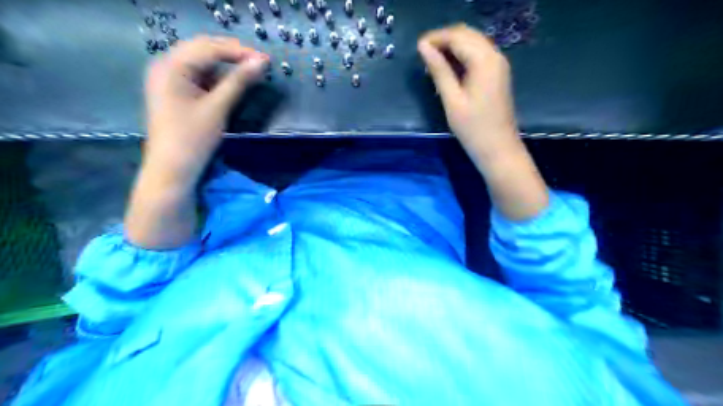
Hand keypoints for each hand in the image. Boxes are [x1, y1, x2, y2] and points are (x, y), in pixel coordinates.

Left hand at [144, 34, 267, 186]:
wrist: (172, 168)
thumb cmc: (193, 138)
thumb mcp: (218, 108)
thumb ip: (239, 82)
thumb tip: (262, 62)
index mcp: (171, 66)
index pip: (209, 48)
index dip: (239, 51)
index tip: (265, 59)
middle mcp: (166, 65)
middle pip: (203, 49)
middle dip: (232, 53)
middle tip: (259, 62)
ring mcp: (169, 78)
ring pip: (201, 61)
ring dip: (226, 63)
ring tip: (250, 69)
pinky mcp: (175, 91)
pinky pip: (198, 75)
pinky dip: (217, 76)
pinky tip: (233, 81)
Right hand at [418, 24, 548, 221]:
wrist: (498, 149)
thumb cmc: (473, 129)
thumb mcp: (452, 100)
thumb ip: (439, 71)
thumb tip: (423, 48)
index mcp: (484, 61)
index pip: (457, 36)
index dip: (436, 38)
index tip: (417, 48)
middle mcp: (495, 56)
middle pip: (467, 35)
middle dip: (444, 39)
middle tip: (423, 54)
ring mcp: (498, 64)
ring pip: (472, 43)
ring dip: (452, 47)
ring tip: (432, 62)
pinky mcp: (497, 74)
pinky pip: (477, 55)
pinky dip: (461, 56)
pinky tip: (448, 69)